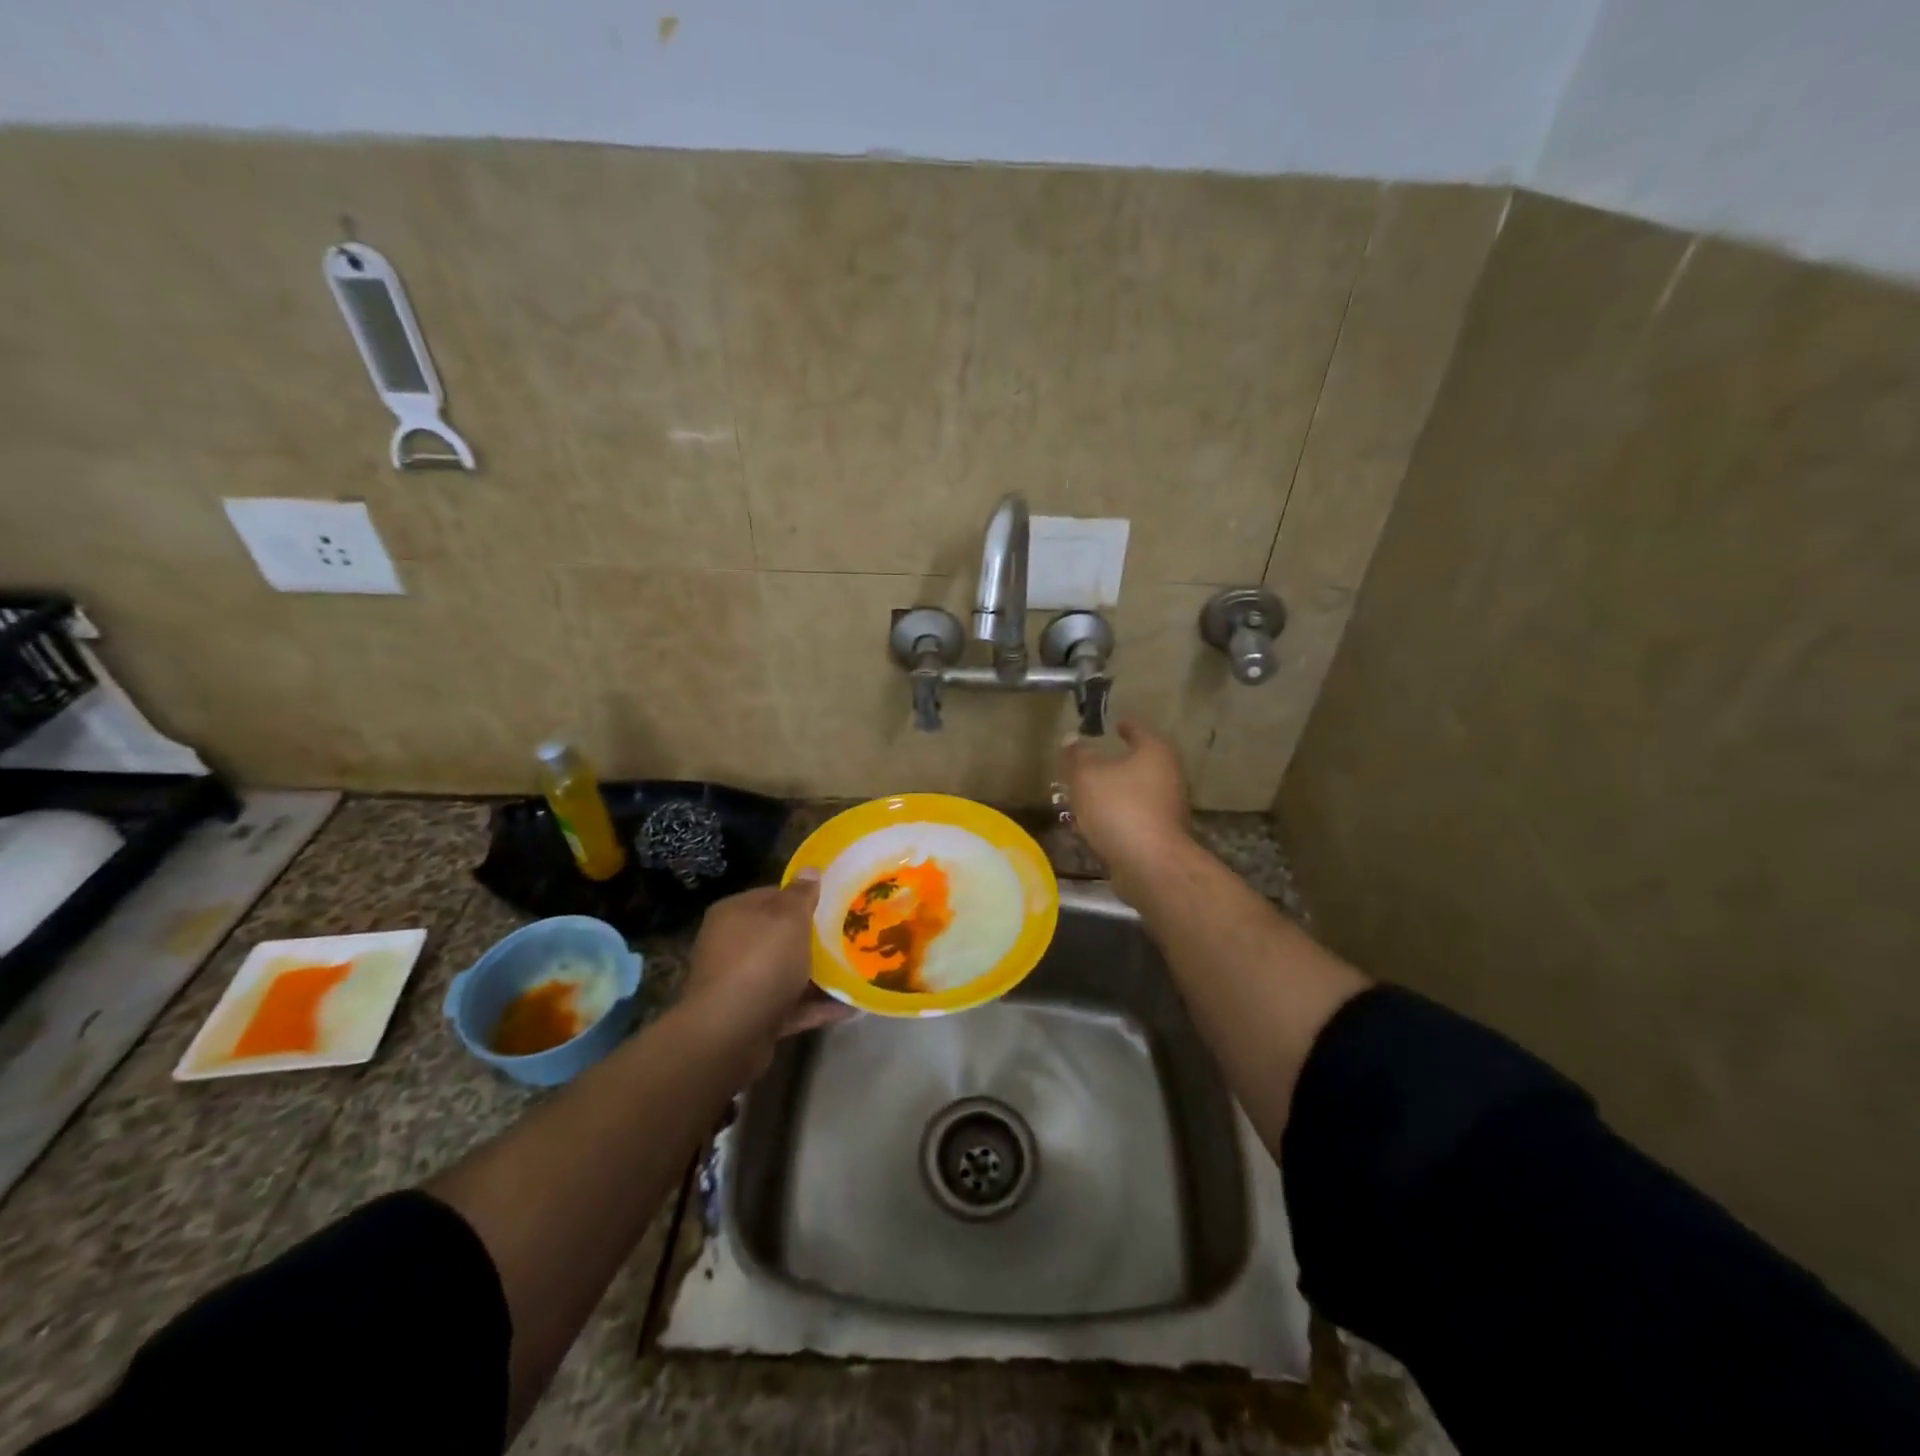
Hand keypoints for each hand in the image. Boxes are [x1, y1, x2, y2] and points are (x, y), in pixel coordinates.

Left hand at [680, 875, 849, 1049]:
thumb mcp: (788, 919)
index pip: (772, 896)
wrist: (729, 1034)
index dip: (803, 898)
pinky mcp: (752, 1018)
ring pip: (786, 973)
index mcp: (734, 914)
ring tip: (856, 972)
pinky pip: (791, 1006)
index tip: (834, 903)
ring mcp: (740, 985)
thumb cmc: (760, 962)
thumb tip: (810, 869)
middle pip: (779, 936)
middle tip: (849, 936)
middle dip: (813, 938)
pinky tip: (850, 1007)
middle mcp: (731, 946)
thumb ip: (801, 894)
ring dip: (818, 975)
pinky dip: (816, 1006)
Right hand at [1061, 719, 1191, 889]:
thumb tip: (1072, 738)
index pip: (1137, 729)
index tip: (1113, 724)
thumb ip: (1077, 755)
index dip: (1123, 725)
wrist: (1149, 864)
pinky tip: (1090, 826)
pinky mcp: (1160, 834)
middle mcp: (1168, 775)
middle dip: (1110, 765)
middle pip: (1135, 762)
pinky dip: (1113, 817)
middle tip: (1086, 765)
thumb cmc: (1119, 808)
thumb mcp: (1087, 775)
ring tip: (1081, 797)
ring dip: (1109, 794)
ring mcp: (1167, 807)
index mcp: (1155, 752)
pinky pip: (1131, 817)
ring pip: (1131, 792)